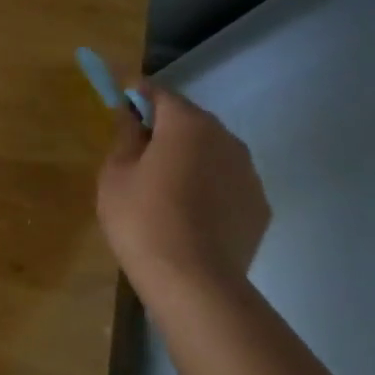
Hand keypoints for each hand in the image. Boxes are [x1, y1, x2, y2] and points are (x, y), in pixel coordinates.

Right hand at [96, 83, 269, 296]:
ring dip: (190, 158)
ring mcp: (249, 172)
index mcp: (187, 125)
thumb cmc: (142, 219)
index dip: (138, 95)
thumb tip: (130, 115)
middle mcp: (226, 138)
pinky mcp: (259, 204)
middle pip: (191, 121)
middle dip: (166, 129)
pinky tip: (189, 214)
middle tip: (138, 152)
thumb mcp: (115, 175)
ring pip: (212, 152)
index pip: (160, 94)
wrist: (193, 280)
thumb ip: (125, 137)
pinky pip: (227, 183)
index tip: (121, 102)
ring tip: (164, 188)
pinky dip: (209, 187)